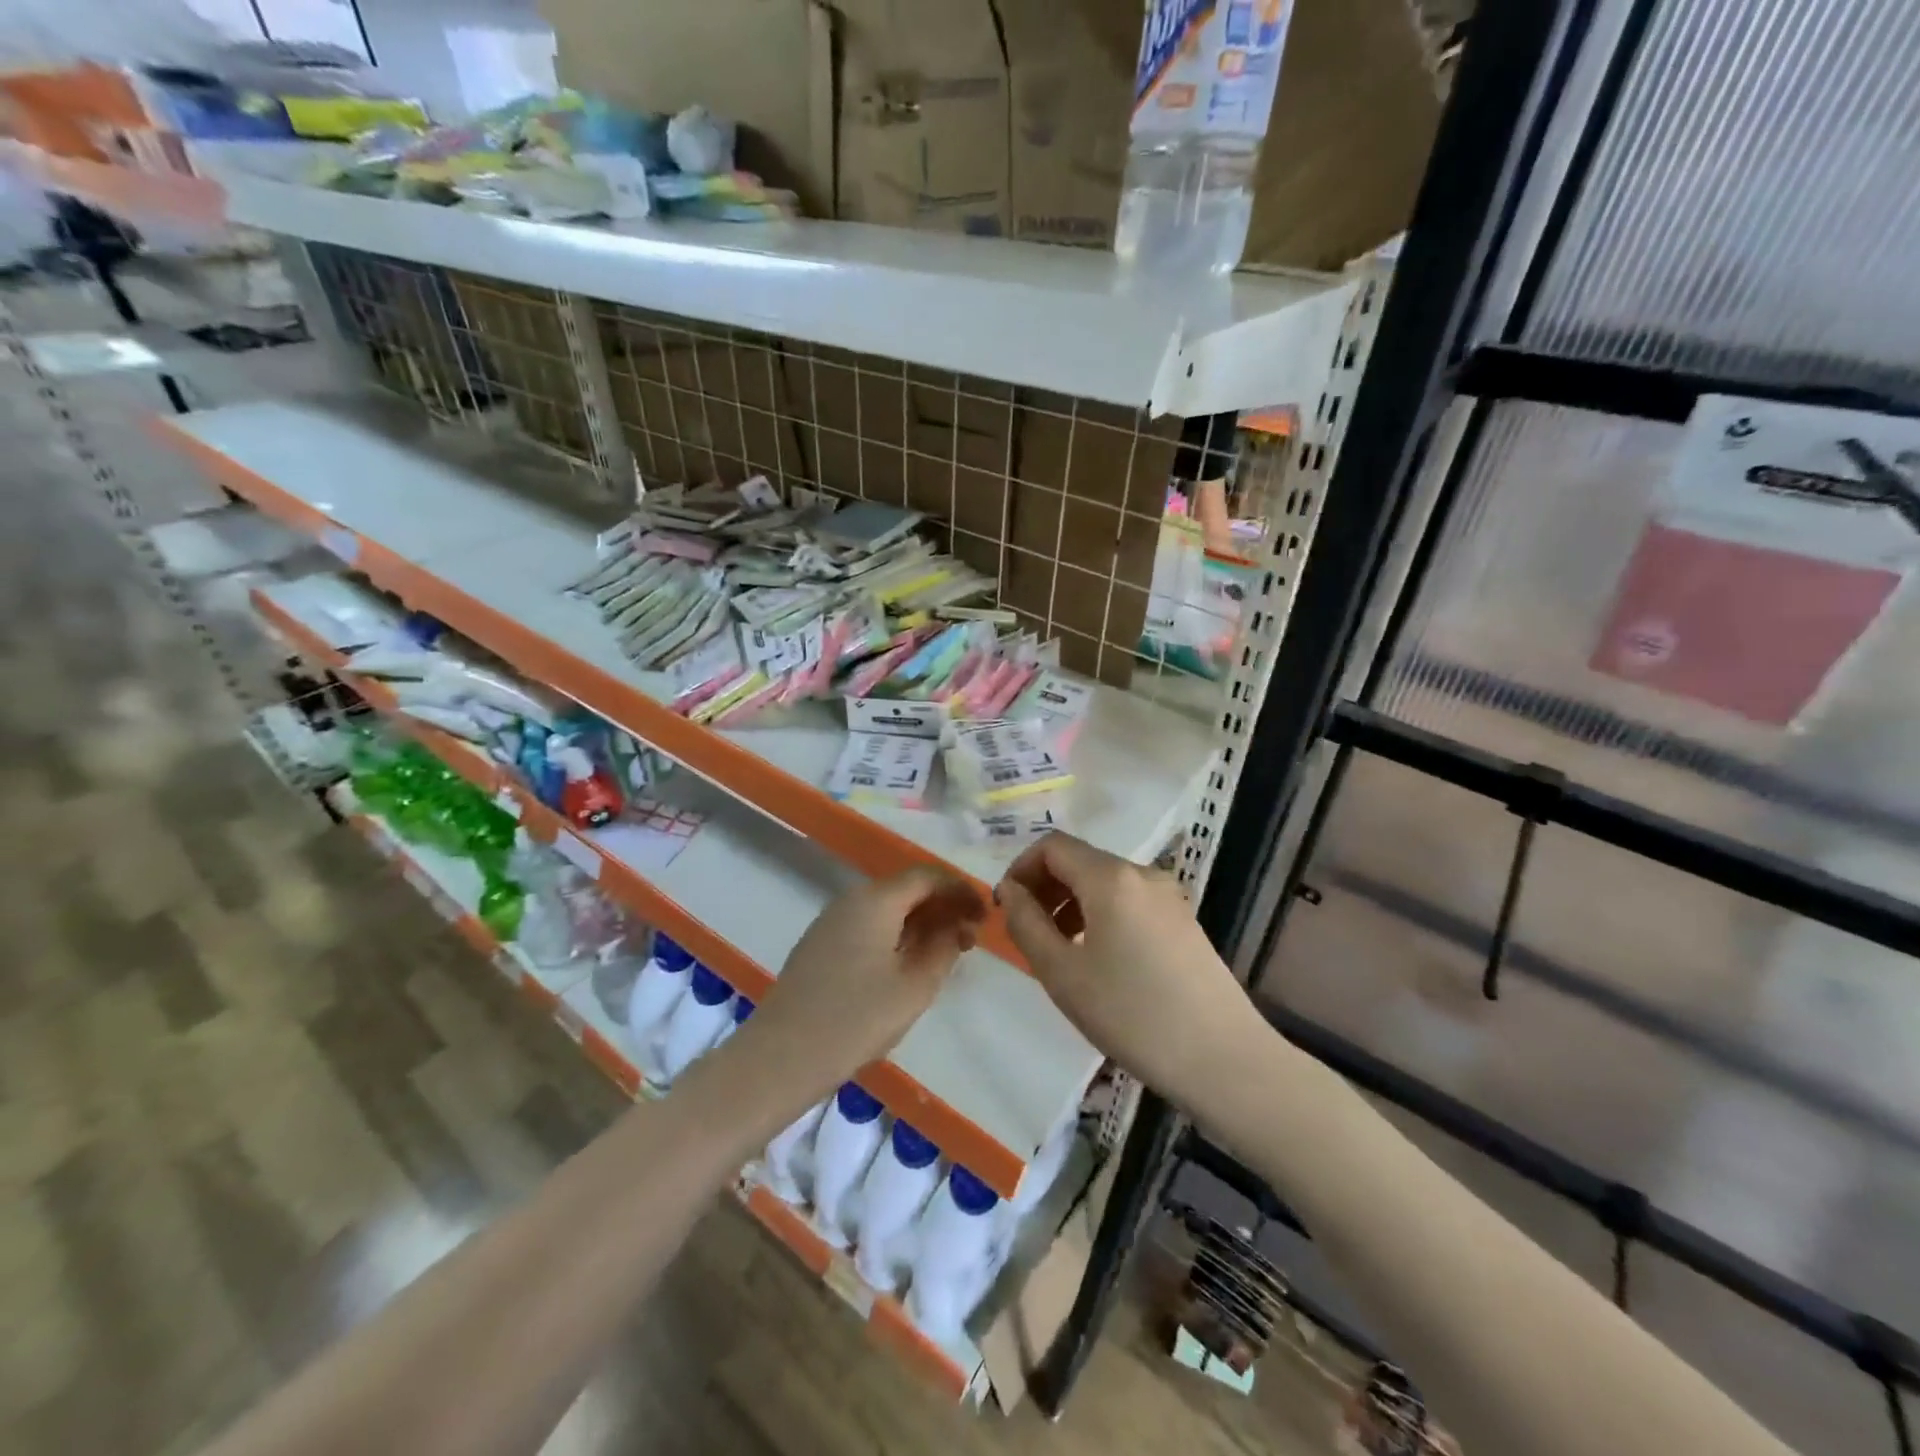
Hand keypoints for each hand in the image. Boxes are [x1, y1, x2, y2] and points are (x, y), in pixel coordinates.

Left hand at [722, 868, 984, 1115]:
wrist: (781, 1057)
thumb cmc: (856, 1019)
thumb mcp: (915, 986)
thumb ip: (944, 948)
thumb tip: (956, 925)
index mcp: (876, 900)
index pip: (928, 877)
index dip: (961, 890)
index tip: (986, 915)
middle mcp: (852, 899)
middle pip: (906, 889)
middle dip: (943, 906)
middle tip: (971, 937)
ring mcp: (831, 921)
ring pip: (887, 908)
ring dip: (920, 922)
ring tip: (946, 952)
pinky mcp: (821, 945)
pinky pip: (869, 925)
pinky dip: (897, 934)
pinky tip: (907, 964)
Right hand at [995, 833, 1261, 1112]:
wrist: (1223, 1059)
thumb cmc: (1132, 1014)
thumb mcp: (1062, 972)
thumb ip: (1027, 923)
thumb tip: (1010, 890)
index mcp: (1111, 877)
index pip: (1052, 846)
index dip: (1020, 869)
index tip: (1007, 909)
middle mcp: (1143, 873)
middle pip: (1080, 861)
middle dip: (1045, 888)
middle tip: (1027, 933)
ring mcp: (1169, 897)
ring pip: (1104, 883)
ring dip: (1071, 904)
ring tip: (1059, 952)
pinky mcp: (1183, 922)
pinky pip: (1129, 903)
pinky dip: (1100, 916)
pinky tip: (1098, 961)